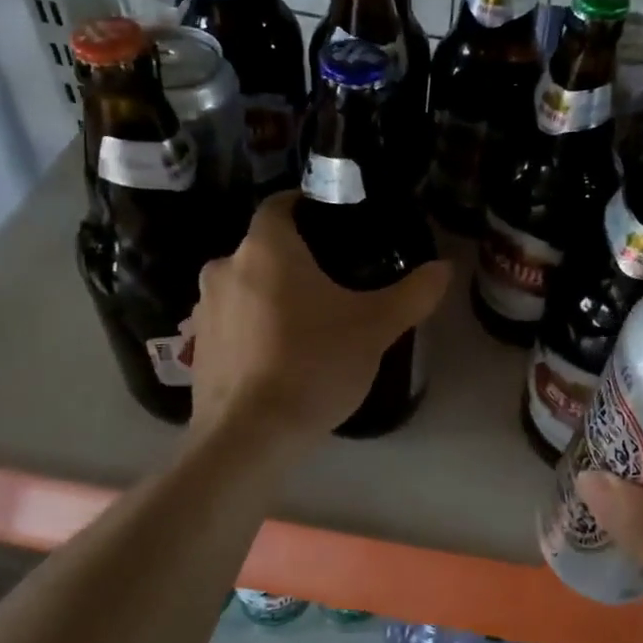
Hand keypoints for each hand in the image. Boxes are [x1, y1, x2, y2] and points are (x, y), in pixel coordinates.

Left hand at [188, 192, 450, 442]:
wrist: (248, 438)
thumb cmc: (313, 365)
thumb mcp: (375, 327)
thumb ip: (413, 292)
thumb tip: (444, 267)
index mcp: (266, 248)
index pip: (281, 204)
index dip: (307, 206)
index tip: (336, 224)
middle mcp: (225, 268)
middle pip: (265, 248)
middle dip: (297, 259)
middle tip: (336, 281)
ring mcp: (204, 310)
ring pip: (246, 286)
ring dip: (273, 295)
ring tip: (311, 322)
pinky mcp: (198, 348)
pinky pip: (233, 322)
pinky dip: (254, 328)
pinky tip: (281, 356)